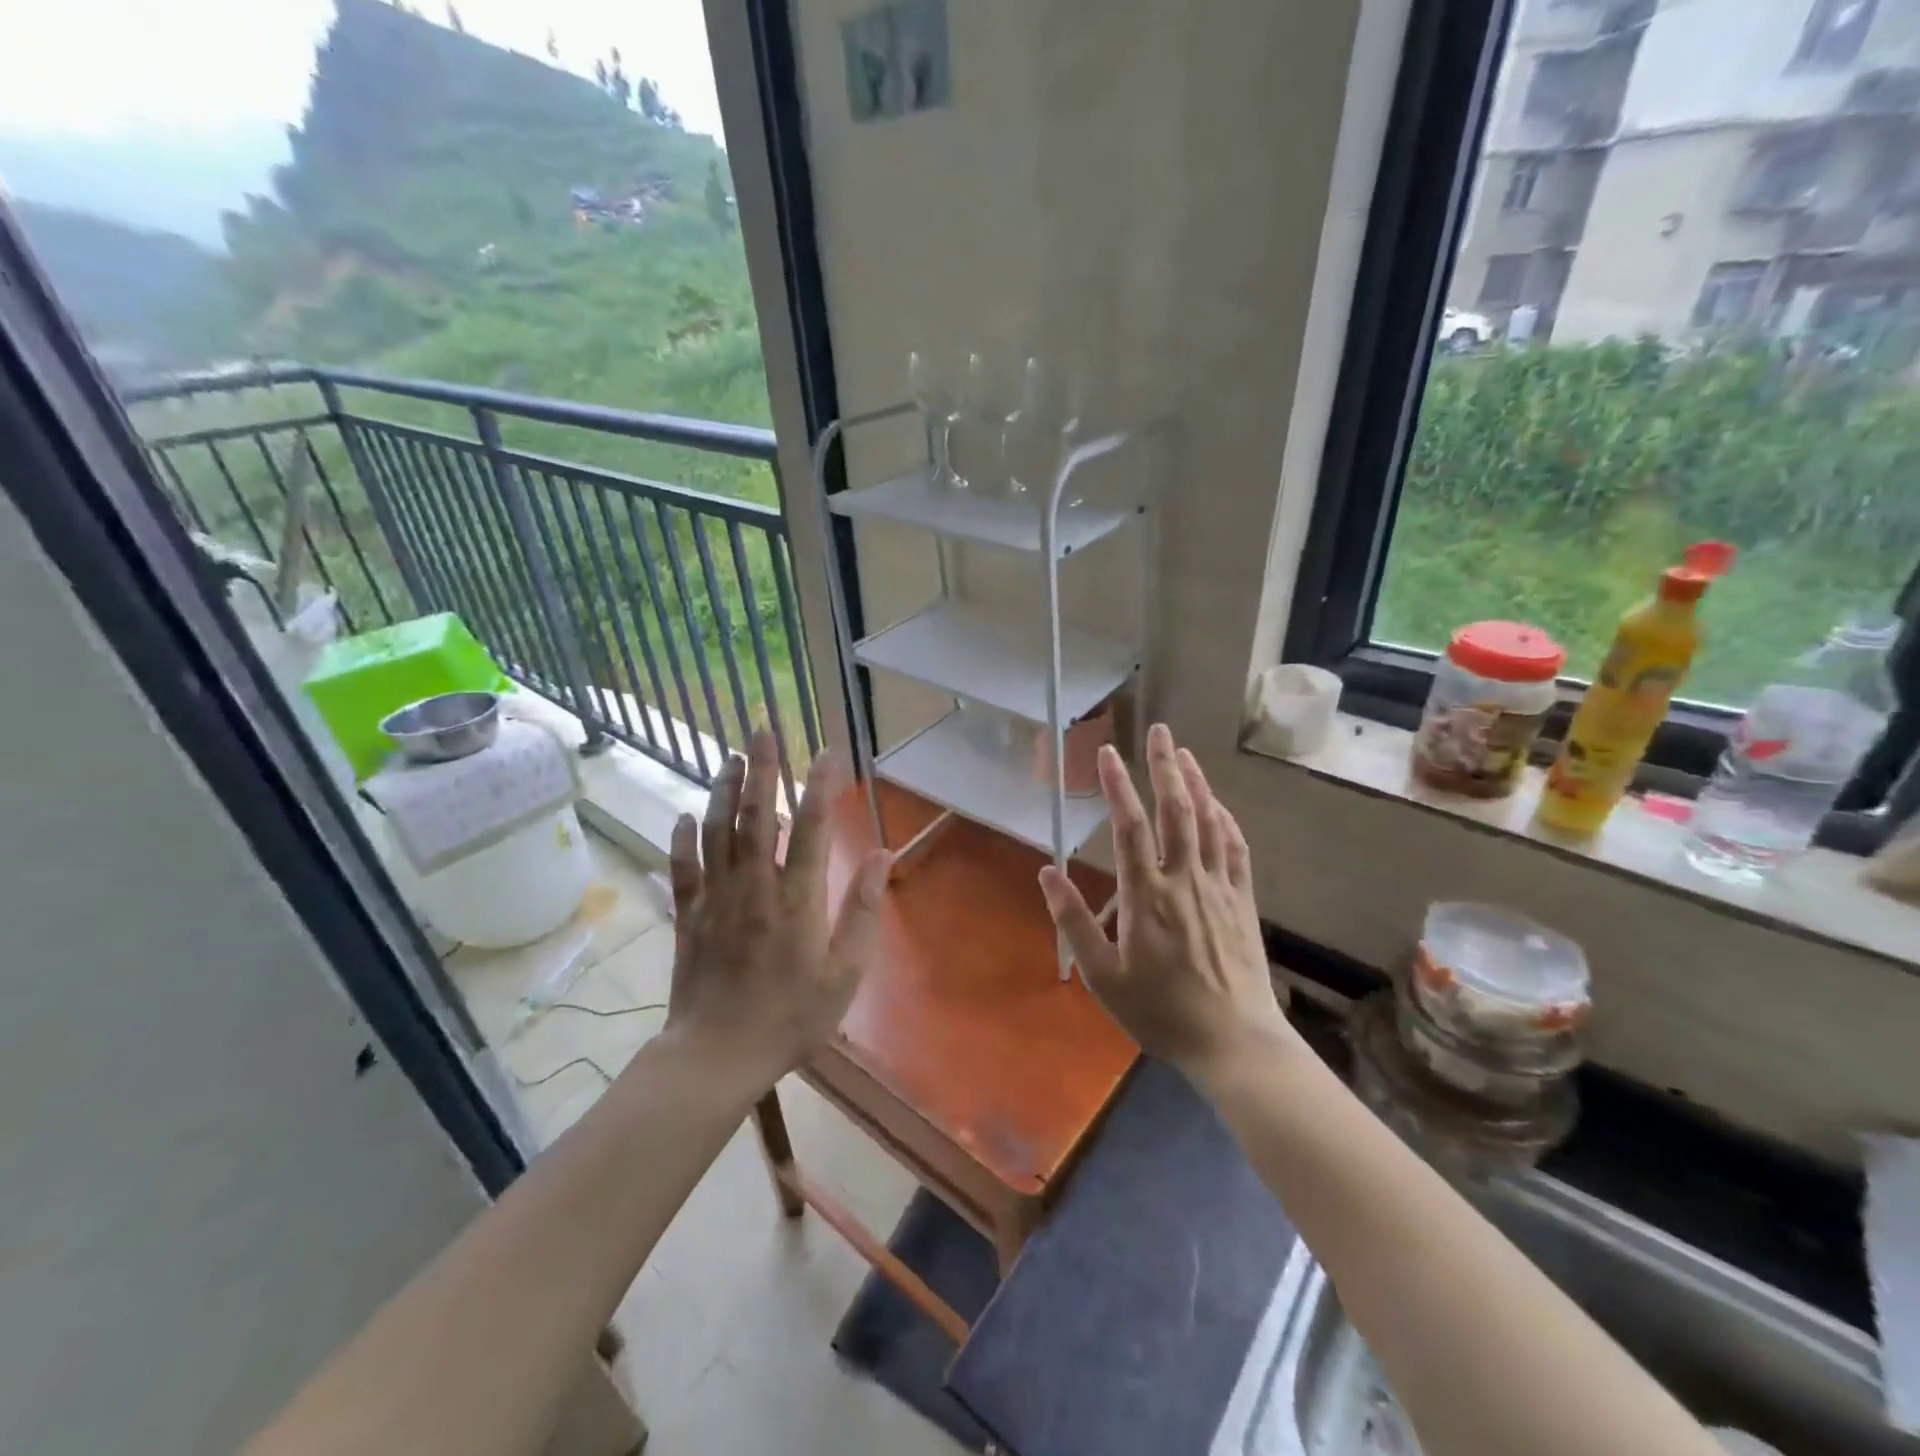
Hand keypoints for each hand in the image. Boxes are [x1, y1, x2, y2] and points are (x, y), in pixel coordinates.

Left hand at [664, 729, 890, 1088]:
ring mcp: (716, 899)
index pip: (811, 827)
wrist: (717, 1056)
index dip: (820, 785)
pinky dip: (682, 839)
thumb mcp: (844, 973)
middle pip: (757, 815)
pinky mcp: (688, 917)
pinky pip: (682, 868)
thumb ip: (862, 911)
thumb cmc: (791, 1018)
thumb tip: (881, 856)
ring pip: (717, 832)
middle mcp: (754, 886)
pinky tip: (684, 815)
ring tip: (731, 757)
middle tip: (763, 728)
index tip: (827, 750)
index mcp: (796, 899)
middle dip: (763, 768)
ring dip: (724, 791)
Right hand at [1039, 724, 1291, 1076]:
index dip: (1117, 785)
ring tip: (1186, 754)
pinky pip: (1235, 848)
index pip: (1129, 826)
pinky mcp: (1242, 901)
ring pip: (1209, 822)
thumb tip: (1047, 873)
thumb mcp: (1103, 976)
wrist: (1233, 1041)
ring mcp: (1219, 887)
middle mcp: (1184, 879)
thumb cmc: (1160, 1011)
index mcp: (1146, 895)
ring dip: (1197, 783)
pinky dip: (1225, 819)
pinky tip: (1218, 806)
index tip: (1107, 753)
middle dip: (1166, 766)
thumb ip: (1073, 921)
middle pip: (1176, 810)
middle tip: (1159, 730)